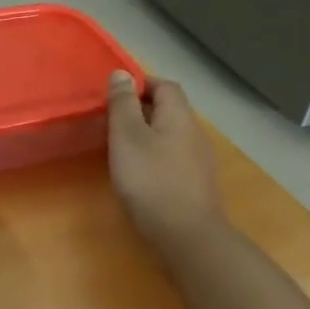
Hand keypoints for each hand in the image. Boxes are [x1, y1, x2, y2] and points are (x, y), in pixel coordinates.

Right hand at [106, 70, 226, 264]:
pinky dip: (154, 156)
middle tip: (111, 121)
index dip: (141, 83)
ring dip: (146, 134)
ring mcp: (198, 161)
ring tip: (119, 147)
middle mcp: (194, 133)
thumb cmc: (151, 180)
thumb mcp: (127, 137)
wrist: (187, 235)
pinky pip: (172, 157)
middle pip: (169, 110)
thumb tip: (122, 73)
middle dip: (141, 109)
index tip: (114, 94)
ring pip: (170, 135)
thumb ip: (123, 104)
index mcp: (179, 117)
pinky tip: (139, 173)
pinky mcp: (195, 184)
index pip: (165, 85)